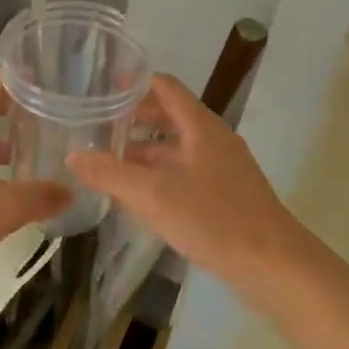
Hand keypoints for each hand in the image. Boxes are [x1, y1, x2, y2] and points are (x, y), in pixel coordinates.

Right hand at [67, 75, 313, 303]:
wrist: (274, 265)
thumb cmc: (214, 219)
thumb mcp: (154, 196)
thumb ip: (111, 174)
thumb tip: (73, 155)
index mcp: (200, 126)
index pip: (166, 87)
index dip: (135, 82)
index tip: (103, 86)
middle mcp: (213, 138)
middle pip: (171, 115)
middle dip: (135, 118)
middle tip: (100, 125)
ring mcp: (224, 167)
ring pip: (178, 147)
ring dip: (146, 150)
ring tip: (111, 160)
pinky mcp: (228, 194)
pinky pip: (187, 170)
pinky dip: (161, 173)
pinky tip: (141, 195)